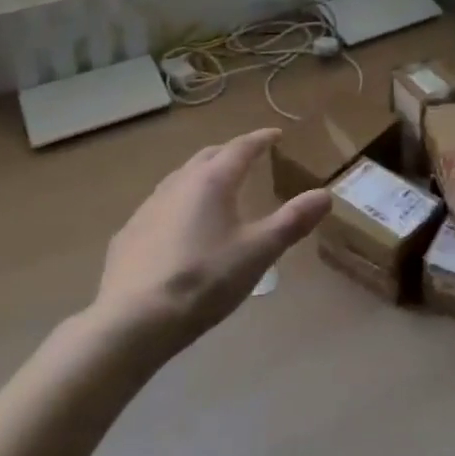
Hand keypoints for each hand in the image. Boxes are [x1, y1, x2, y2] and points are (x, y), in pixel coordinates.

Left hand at [93, 128, 329, 353]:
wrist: (133, 321)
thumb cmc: (204, 280)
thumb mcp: (258, 252)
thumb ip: (292, 221)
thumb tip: (326, 195)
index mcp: (213, 181)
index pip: (241, 147)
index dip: (261, 139)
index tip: (276, 134)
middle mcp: (178, 183)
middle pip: (208, 156)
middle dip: (230, 153)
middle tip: (248, 158)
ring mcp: (148, 207)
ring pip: (180, 178)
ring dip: (202, 176)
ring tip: (216, 189)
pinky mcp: (129, 234)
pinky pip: (160, 206)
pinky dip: (178, 204)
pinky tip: (180, 228)